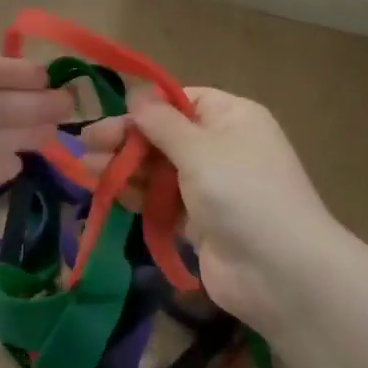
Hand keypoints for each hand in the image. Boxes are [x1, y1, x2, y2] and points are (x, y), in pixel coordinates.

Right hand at [81, 87, 342, 328]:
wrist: (281, 273)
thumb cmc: (241, 192)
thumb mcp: (198, 148)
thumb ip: (161, 123)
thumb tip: (136, 94)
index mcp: (232, 117)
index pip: (183, 100)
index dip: (148, 107)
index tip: (112, 114)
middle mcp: (223, 146)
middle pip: (166, 134)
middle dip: (127, 138)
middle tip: (86, 142)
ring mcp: (212, 186)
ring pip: (161, 168)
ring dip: (126, 166)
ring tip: (86, 167)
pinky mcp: (200, 222)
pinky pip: (164, 200)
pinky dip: (138, 194)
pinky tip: (108, 191)